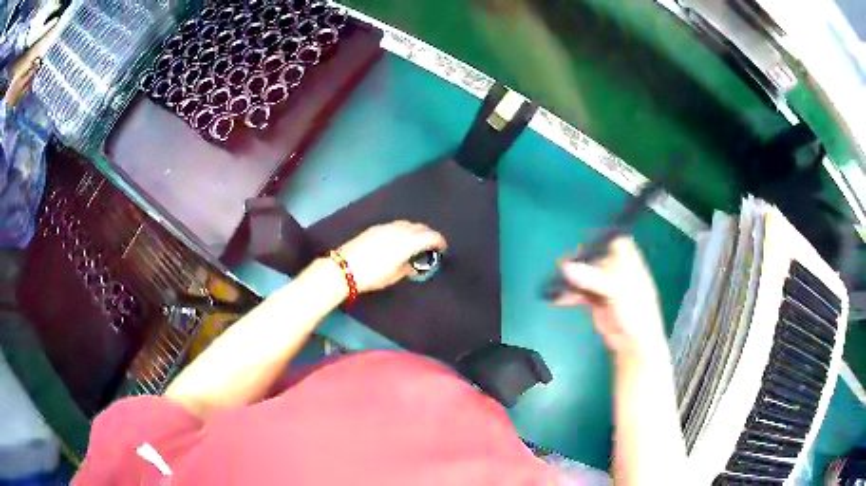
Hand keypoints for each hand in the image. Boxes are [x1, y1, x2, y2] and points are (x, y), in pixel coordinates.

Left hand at [336, 221, 446, 292]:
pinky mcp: (374, 228)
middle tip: (432, 243)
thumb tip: (413, 266)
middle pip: (418, 227)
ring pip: (406, 223)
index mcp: (405, 243)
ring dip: (415, 229)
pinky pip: (395, 225)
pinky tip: (400, 237)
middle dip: (428, 233)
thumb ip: (407, 268)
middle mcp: (397, 231)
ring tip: (417, 240)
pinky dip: (403, 229)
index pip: (428, 236)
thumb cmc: (371, 276)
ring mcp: (385, 228)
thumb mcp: (392, 276)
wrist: (344, 268)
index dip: (438, 240)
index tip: (443, 247)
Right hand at [553, 237, 667, 361]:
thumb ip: (593, 278)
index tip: (585, 240)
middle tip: (564, 263)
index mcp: (630, 263)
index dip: (602, 239)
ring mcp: (606, 287)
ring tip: (556, 282)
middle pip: (596, 258)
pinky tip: (557, 298)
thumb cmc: (636, 313)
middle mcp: (617, 272)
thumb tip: (566, 267)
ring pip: (586, 275)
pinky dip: (568, 295)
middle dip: (580, 260)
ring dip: (571, 278)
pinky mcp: (596, 301)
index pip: (617, 241)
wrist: (633, 344)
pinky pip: (579, 292)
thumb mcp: (618, 292)